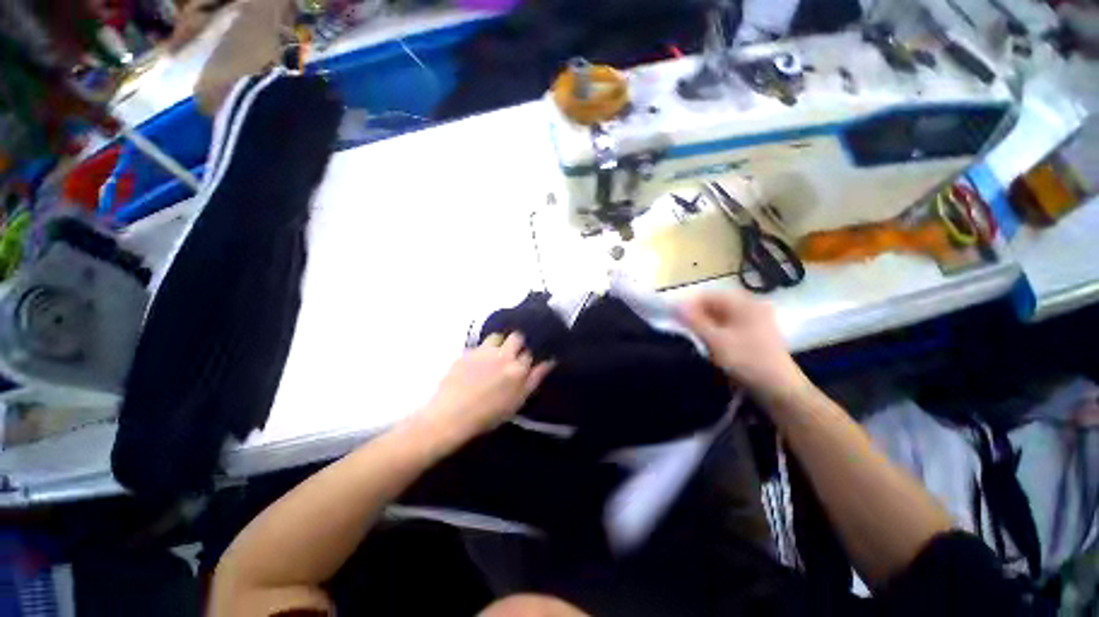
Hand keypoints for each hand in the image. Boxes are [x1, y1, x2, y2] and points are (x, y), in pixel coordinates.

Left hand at [418, 332, 553, 444]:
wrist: (451, 416)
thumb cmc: (488, 414)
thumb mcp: (517, 401)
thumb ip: (534, 379)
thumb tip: (549, 361)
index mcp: (518, 369)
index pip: (529, 354)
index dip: (527, 358)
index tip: (524, 362)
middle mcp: (503, 355)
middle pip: (516, 337)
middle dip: (517, 343)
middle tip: (512, 354)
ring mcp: (484, 352)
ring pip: (497, 336)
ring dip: (498, 343)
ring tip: (494, 354)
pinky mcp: (467, 352)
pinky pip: (479, 345)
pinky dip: (481, 351)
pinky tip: (477, 362)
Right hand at [679, 290, 804, 397]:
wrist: (780, 389)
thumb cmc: (746, 360)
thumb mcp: (715, 339)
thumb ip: (693, 320)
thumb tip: (675, 305)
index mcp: (743, 302)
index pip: (707, 295)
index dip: (688, 305)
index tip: (674, 319)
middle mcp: (751, 306)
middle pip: (715, 305)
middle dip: (697, 316)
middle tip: (682, 330)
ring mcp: (756, 320)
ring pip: (721, 317)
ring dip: (705, 325)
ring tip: (694, 338)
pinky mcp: (756, 334)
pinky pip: (730, 326)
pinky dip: (716, 332)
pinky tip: (709, 345)